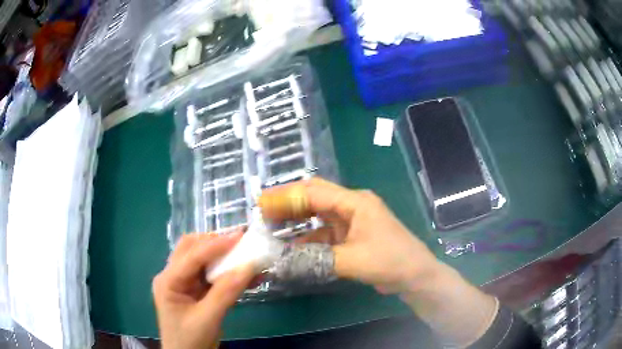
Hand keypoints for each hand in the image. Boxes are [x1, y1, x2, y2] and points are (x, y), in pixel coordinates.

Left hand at [153, 232, 254, 348]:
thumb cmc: (190, 341)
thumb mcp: (207, 319)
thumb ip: (225, 293)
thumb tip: (248, 267)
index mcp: (168, 281)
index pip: (191, 256)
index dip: (216, 245)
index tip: (240, 236)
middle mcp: (173, 277)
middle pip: (192, 249)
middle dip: (215, 243)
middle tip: (239, 242)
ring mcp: (184, 284)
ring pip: (203, 261)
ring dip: (224, 258)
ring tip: (246, 255)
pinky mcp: (196, 292)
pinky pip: (213, 277)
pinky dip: (229, 275)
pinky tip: (248, 277)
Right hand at [258, 177, 439, 293]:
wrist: (416, 276)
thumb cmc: (390, 261)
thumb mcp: (353, 260)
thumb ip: (315, 259)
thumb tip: (281, 260)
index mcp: (355, 202)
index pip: (314, 192)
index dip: (286, 196)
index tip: (261, 203)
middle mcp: (352, 206)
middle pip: (314, 198)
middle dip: (288, 203)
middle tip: (262, 211)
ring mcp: (352, 221)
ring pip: (317, 216)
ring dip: (296, 222)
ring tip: (271, 227)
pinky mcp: (351, 236)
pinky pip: (324, 234)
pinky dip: (307, 239)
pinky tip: (291, 247)